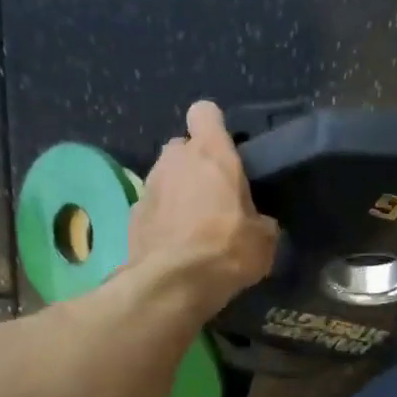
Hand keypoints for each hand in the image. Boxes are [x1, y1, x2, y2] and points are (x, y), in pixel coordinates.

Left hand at [128, 101, 278, 314]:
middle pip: (182, 147)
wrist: (172, 284)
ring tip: (192, 227)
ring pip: (165, 178)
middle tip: (212, 197)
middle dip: (194, 166)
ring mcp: (149, 185)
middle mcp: (175, 159)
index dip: (214, 129)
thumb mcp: (263, 240)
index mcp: (211, 153)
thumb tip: (258, 224)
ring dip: (177, 194)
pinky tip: (173, 245)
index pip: (205, 113)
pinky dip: (161, 220)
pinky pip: (151, 207)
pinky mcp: (132, 215)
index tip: (225, 152)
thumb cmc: (226, 250)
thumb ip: (260, 220)